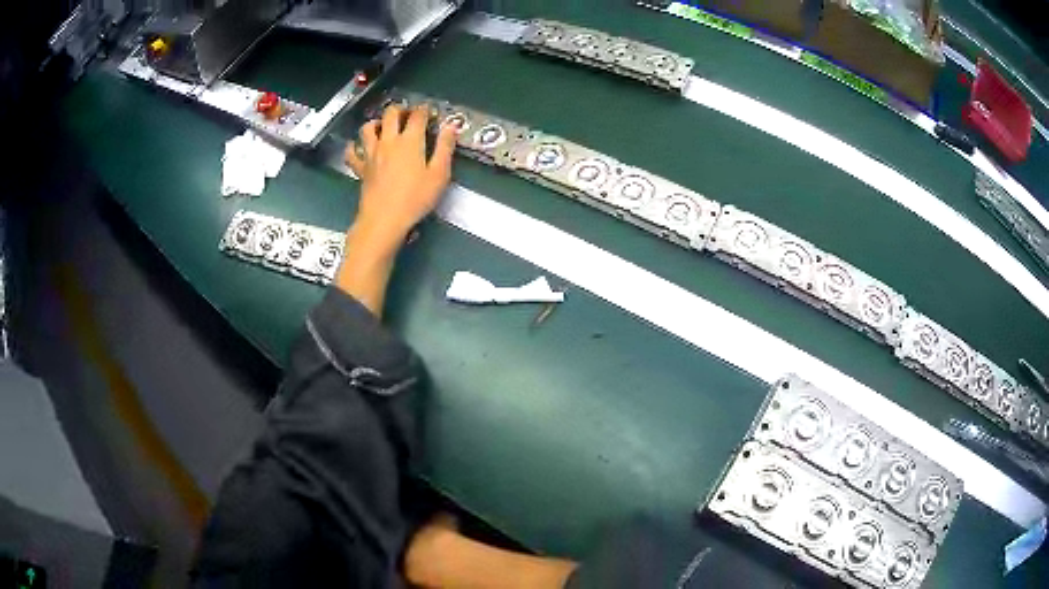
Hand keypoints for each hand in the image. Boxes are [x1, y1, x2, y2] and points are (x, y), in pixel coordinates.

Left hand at [344, 103, 458, 251]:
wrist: (384, 219)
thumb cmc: (415, 199)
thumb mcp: (439, 175)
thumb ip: (445, 148)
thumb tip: (450, 127)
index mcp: (410, 140)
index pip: (417, 115)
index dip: (425, 110)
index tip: (430, 113)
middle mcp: (388, 141)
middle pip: (390, 113)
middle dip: (401, 109)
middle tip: (408, 115)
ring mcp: (371, 153)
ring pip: (368, 127)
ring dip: (376, 122)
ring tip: (383, 127)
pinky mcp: (360, 167)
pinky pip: (352, 152)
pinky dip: (354, 146)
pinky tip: (359, 147)